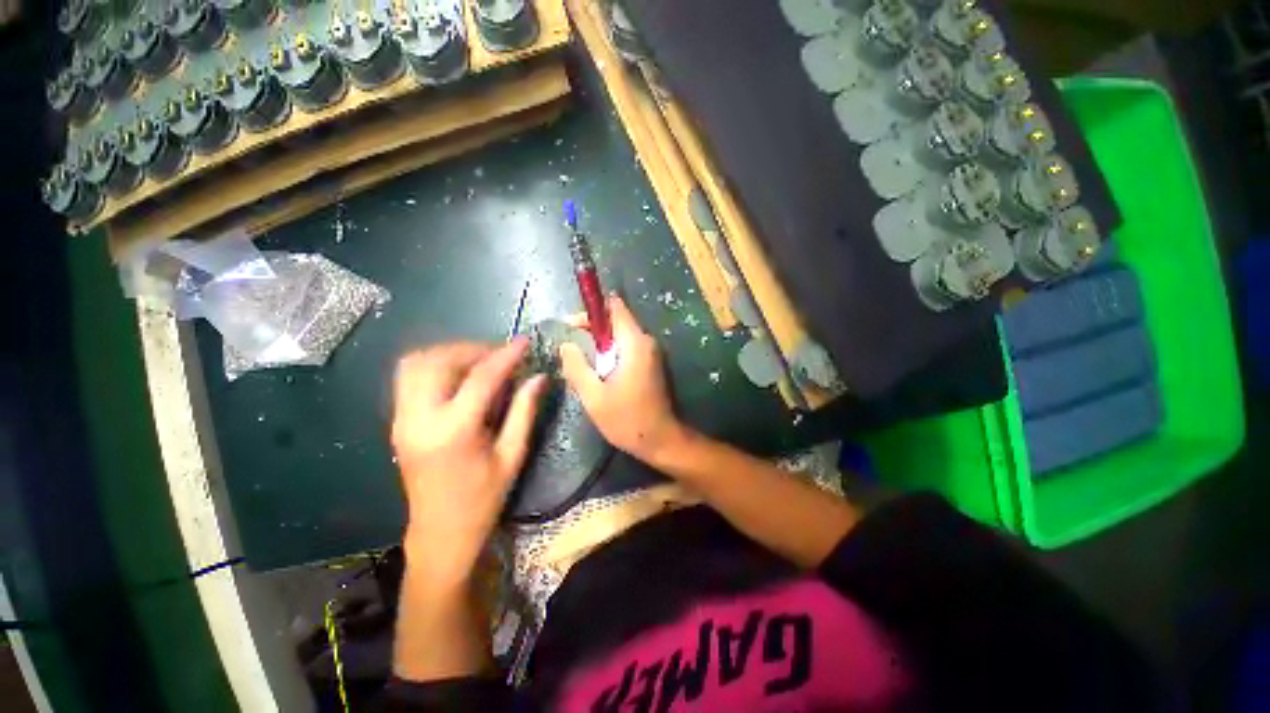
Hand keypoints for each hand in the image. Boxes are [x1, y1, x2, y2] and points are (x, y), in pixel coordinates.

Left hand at [391, 340, 545, 586]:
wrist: (439, 533)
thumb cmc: (483, 498)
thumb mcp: (512, 455)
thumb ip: (524, 411)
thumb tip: (539, 377)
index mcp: (453, 431)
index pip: (481, 377)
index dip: (505, 355)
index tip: (524, 341)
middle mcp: (419, 419)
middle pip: (438, 361)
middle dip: (472, 349)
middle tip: (500, 354)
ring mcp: (401, 419)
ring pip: (416, 363)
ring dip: (450, 353)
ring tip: (480, 360)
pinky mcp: (397, 421)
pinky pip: (409, 377)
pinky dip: (434, 364)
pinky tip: (459, 374)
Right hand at [560, 296, 685, 461]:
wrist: (663, 440)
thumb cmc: (627, 419)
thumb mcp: (594, 396)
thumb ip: (577, 366)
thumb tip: (566, 344)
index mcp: (634, 343)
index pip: (615, 307)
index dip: (592, 310)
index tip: (572, 325)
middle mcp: (647, 341)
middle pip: (617, 320)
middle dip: (592, 330)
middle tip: (572, 348)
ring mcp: (652, 352)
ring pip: (622, 336)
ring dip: (601, 344)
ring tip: (582, 363)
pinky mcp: (652, 363)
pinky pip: (628, 348)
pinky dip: (612, 353)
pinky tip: (600, 373)